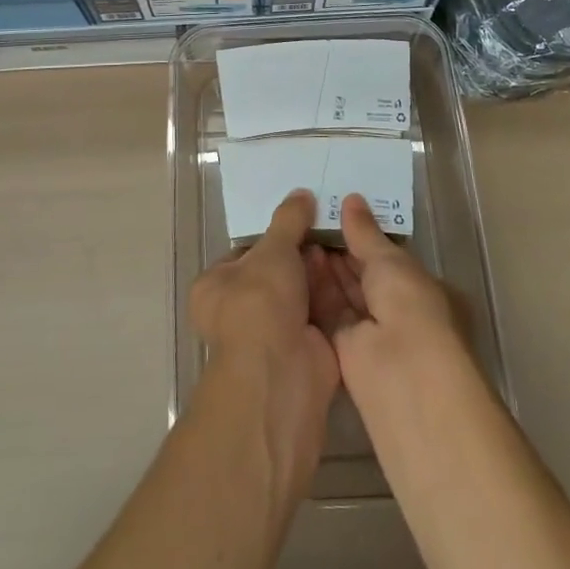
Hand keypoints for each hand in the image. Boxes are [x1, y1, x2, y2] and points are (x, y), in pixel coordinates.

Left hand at [188, 190, 340, 483]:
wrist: (282, 374)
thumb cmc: (260, 304)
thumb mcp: (273, 250)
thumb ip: (288, 220)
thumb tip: (302, 193)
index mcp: (216, 287)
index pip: (245, 252)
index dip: (273, 235)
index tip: (301, 217)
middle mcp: (239, 311)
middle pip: (277, 272)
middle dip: (302, 252)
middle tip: (328, 224)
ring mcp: (273, 334)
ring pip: (301, 293)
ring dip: (320, 271)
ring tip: (344, 238)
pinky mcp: (304, 351)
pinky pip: (321, 314)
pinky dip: (334, 295)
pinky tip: (354, 267)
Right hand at [307, 194, 466, 390]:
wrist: (403, 374)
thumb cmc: (410, 306)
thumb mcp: (389, 260)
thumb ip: (365, 232)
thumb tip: (351, 199)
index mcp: (416, 287)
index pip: (385, 256)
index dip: (361, 235)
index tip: (334, 212)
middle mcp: (395, 309)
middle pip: (362, 274)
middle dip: (339, 250)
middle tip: (309, 219)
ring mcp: (370, 331)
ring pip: (342, 292)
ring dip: (323, 267)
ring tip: (298, 234)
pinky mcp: (344, 349)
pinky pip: (327, 312)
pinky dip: (313, 290)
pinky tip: (294, 263)